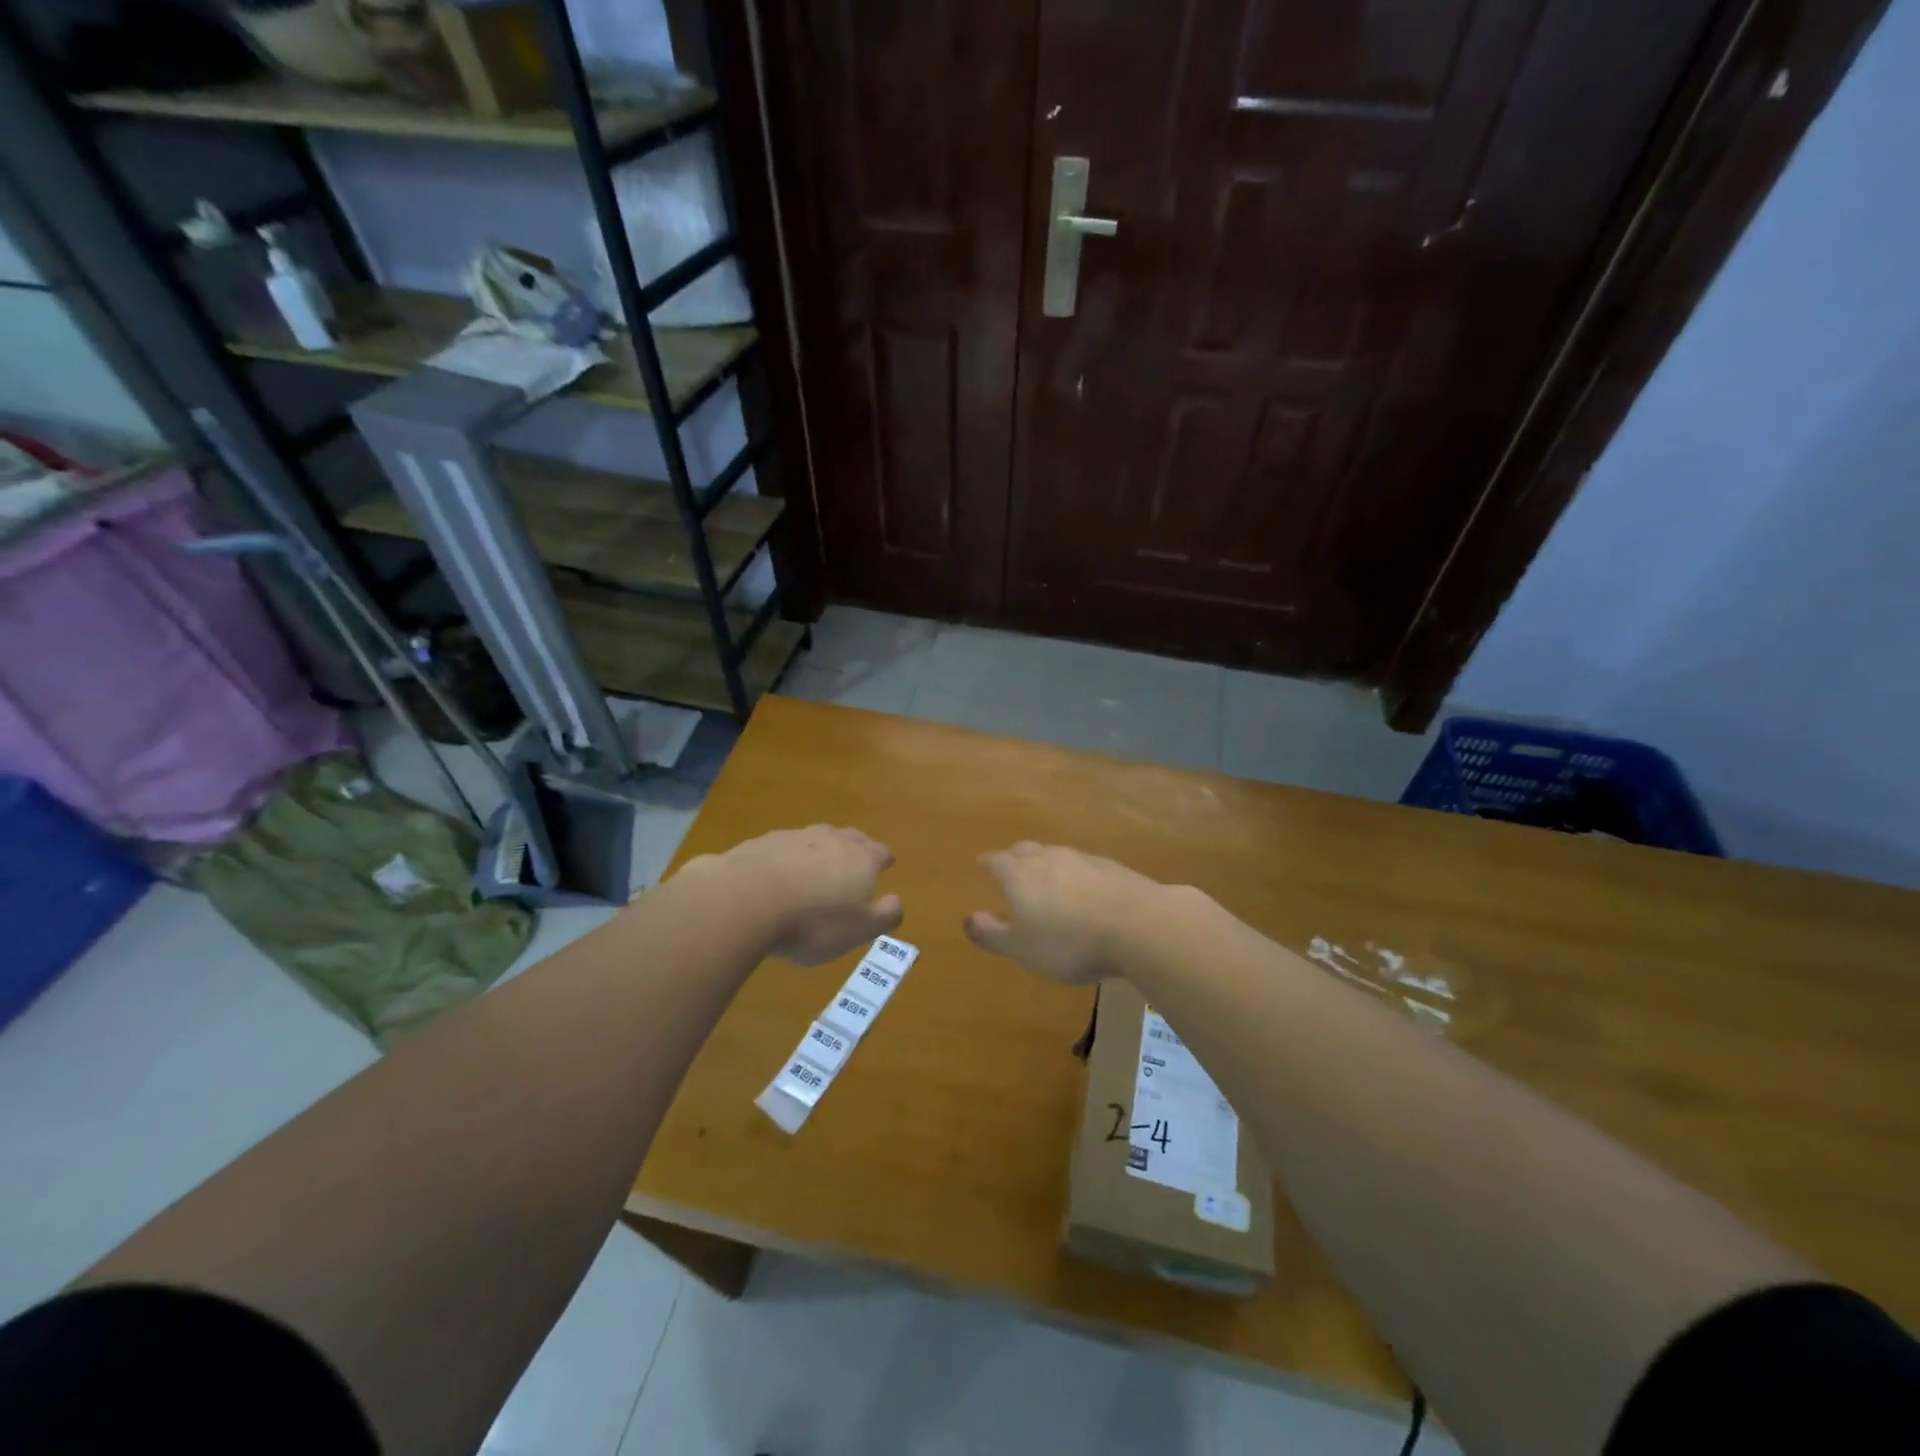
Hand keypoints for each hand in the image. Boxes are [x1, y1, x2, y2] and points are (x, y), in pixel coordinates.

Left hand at [680, 825, 902, 965]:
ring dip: (820, 849)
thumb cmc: (814, 921)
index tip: (887, 863)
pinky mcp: (762, 843)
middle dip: (856, 846)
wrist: (748, 899)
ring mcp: (795, 837)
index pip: (880, 852)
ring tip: (817, 865)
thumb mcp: (860, 929)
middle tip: (857, 857)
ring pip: (816, 838)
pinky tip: (779, 873)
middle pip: (850, 837)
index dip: (884, 858)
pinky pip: (783, 848)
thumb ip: (885, 914)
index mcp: (861, 859)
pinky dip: (787, 857)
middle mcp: (831, 840)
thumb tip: (898, 901)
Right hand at [964, 842, 1171, 984]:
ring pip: (1056, 854)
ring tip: (1046, 877)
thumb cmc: (1069, 942)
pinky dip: (1076, 873)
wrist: (1138, 925)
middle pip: (1026, 850)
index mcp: (1020, 875)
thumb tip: (967, 918)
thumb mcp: (1022, 948)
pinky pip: (1084, 865)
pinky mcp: (1112, 868)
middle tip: (1011, 865)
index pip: (997, 861)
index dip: (988, 863)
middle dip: (1015, 857)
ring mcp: (1082, 859)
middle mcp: (1048, 858)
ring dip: (1046, 862)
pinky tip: (1084, 888)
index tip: (982, 863)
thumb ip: (992, 934)